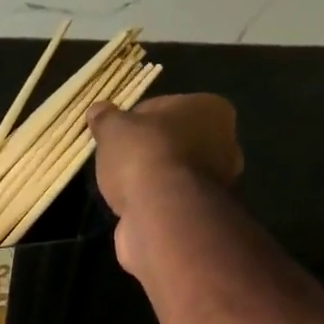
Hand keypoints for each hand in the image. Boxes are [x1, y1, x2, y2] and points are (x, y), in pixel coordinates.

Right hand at [88, 93, 243, 208]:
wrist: (161, 215)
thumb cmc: (143, 157)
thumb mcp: (113, 129)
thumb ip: (106, 119)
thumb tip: (97, 110)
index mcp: (211, 109)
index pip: (165, 108)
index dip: (135, 122)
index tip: (115, 137)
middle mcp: (225, 143)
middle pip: (175, 142)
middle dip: (150, 152)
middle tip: (120, 163)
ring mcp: (218, 183)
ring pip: (175, 174)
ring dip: (153, 181)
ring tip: (125, 189)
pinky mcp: (204, 214)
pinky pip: (173, 202)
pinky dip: (157, 204)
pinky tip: (137, 208)